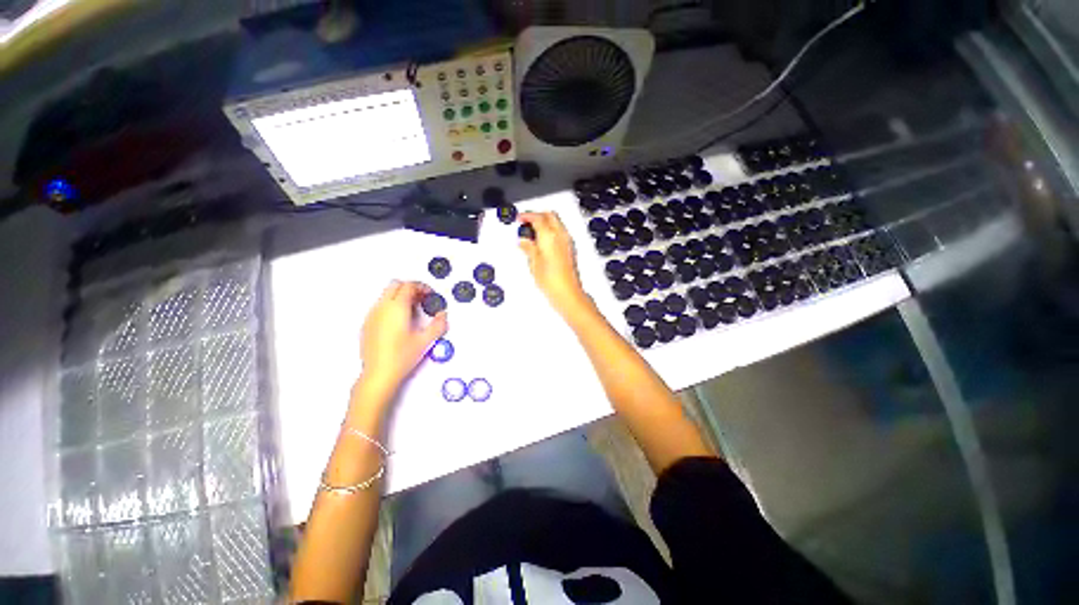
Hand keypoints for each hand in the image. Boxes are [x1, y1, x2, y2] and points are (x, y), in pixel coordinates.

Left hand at [359, 281, 447, 393]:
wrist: (379, 374)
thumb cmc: (401, 357)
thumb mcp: (425, 340)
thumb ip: (438, 324)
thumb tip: (443, 315)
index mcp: (397, 308)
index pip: (409, 286)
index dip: (422, 286)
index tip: (430, 294)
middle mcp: (382, 308)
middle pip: (395, 285)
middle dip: (410, 288)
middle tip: (422, 299)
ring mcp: (372, 315)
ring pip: (386, 295)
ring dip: (400, 296)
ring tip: (413, 310)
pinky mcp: (367, 324)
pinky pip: (380, 306)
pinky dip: (391, 306)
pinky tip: (400, 321)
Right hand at [519, 212, 592, 318]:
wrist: (567, 292)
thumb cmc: (551, 281)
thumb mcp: (534, 263)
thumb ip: (529, 248)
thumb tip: (524, 241)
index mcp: (549, 236)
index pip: (538, 218)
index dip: (527, 216)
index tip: (520, 218)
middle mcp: (561, 235)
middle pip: (550, 215)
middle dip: (537, 215)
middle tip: (526, 222)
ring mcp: (567, 241)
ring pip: (556, 222)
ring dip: (545, 222)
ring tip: (532, 232)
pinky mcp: (570, 249)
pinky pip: (560, 232)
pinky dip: (551, 231)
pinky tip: (542, 241)